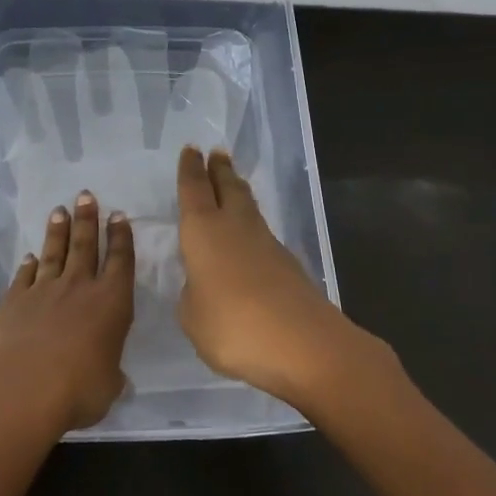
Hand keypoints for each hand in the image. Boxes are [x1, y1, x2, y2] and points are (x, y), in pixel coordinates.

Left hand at [0, 190, 134, 433]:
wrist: (24, 386)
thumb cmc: (79, 388)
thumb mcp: (109, 386)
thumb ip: (111, 374)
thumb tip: (115, 378)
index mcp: (112, 302)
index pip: (120, 261)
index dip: (121, 237)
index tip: (118, 215)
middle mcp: (79, 288)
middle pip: (85, 246)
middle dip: (87, 219)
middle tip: (86, 195)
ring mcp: (44, 291)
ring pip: (53, 253)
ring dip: (57, 232)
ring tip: (59, 211)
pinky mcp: (14, 301)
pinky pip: (24, 277)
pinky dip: (27, 265)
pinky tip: (29, 257)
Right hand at [176, 146, 381, 407]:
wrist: (305, 346)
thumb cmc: (234, 326)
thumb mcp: (193, 317)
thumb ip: (192, 295)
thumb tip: (203, 286)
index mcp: (204, 231)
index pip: (194, 190)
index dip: (190, 170)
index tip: (191, 150)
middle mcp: (236, 227)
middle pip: (228, 188)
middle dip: (220, 170)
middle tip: (217, 153)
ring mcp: (267, 245)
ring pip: (249, 208)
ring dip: (238, 192)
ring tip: (232, 183)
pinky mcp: (289, 266)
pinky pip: (262, 235)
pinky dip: (252, 227)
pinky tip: (249, 238)